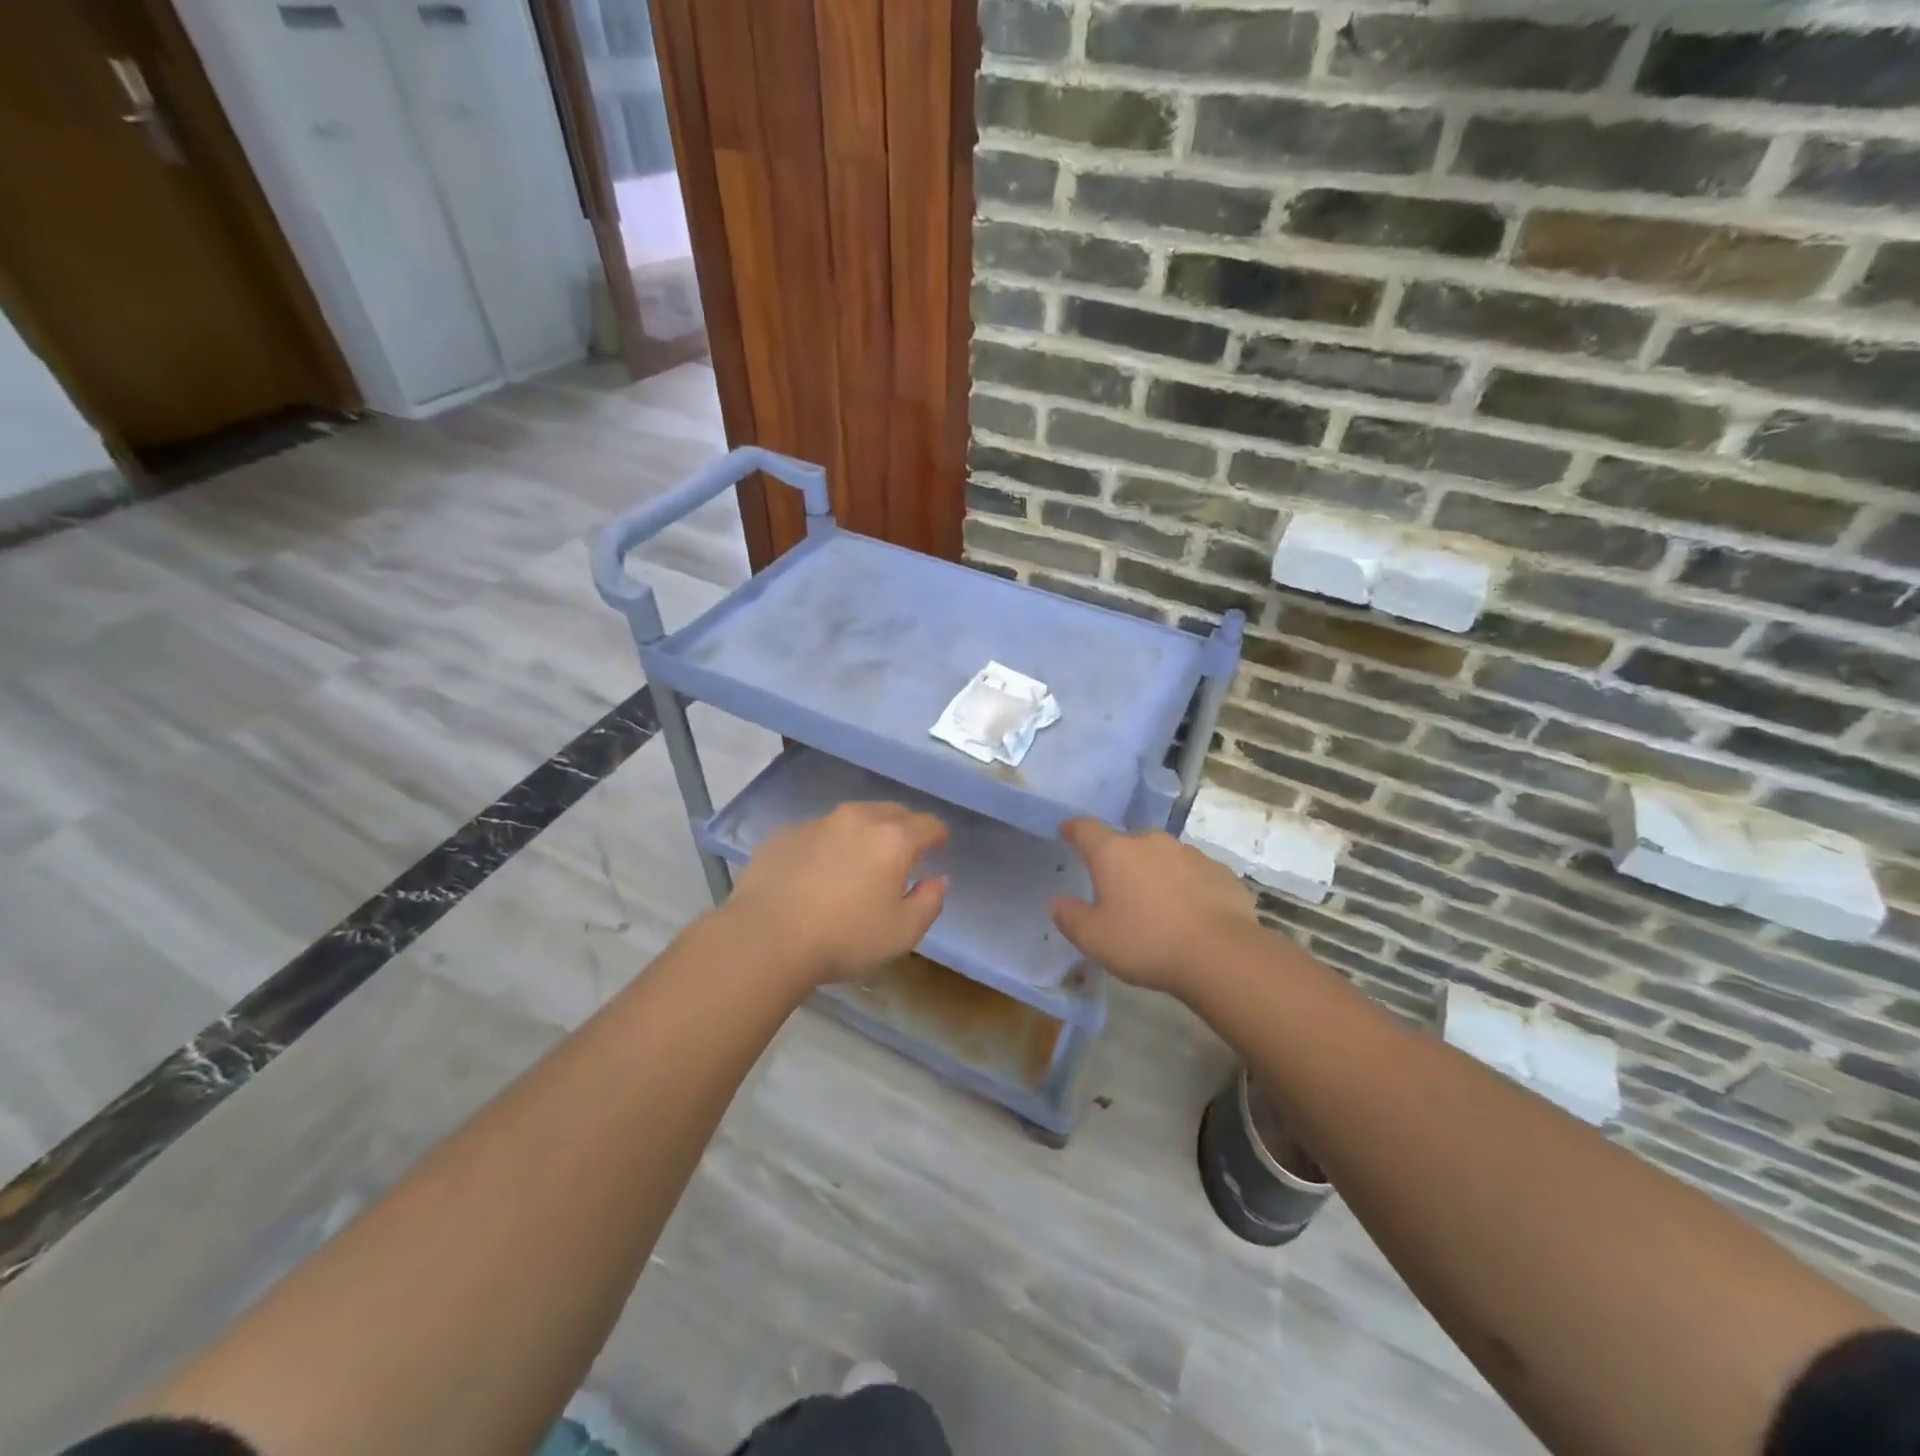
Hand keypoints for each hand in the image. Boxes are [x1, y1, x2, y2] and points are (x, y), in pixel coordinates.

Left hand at [723, 801, 948, 987]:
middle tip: (901, 852)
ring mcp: (816, 824)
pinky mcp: (782, 835)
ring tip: (856, 862)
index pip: (927, 824)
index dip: (937, 834)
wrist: (765, 938)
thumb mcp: (902, 933)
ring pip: (850, 819)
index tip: (939, 845)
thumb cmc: (844, 938)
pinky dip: (824, 846)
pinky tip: (814, 872)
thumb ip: (929, 902)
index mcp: (893, 839)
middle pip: (890, 812)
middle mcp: (857, 820)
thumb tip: (938, 880)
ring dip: (861, 834)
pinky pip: (815, 833)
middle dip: (902, 827)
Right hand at [1050, 818, 1257, 997]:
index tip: (1067, 832)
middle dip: (1120, 861)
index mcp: (1114, 853)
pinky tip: (1190, 915)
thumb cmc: (1147, 943)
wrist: (1221, 955)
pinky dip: (1186, 887)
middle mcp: (1151, 842)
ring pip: (1163, 858)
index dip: (1073, 829)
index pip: (1085, 829)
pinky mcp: (1220, 871)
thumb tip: (1058, 902)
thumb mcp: (1094, 939)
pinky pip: (1193, 874)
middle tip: (1118, 890)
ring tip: (1157, 907)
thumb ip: (1070, 917)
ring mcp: (1189, 853)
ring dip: (1155, 874)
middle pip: (1127, 844)